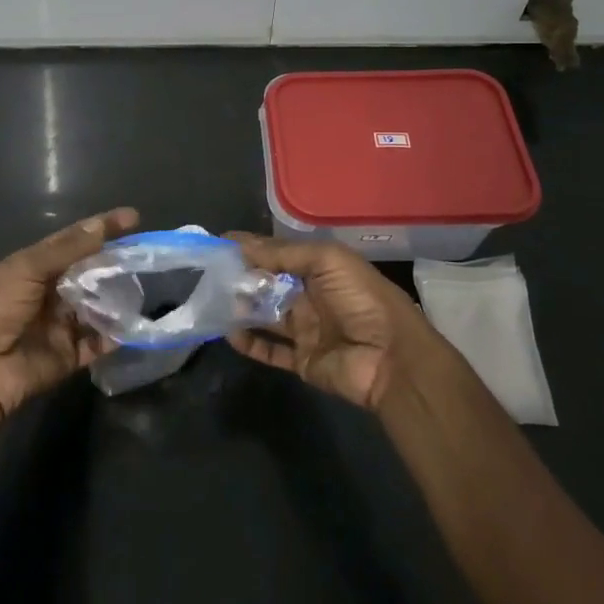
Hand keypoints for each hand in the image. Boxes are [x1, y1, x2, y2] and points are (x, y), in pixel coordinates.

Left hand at [0, 207, 138, 422]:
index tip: (134, 218)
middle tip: (147, 255)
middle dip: (116, 264)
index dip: (102, 227)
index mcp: (35, 266)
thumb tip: (101, 226)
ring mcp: (61, 325)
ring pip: (97, 307)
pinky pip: (98, 343)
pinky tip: (136, 324)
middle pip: (90, 273)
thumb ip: (67, 249)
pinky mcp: (68, 356)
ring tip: (147, 286)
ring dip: (118, 298)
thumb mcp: (26, 269)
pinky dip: (116, 336)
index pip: (74, 240)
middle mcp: (50, 292)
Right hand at [225, 235, 442, 411]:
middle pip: (269, 284)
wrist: (392, 359)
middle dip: (242, 278)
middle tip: (211, 275)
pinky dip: (249, 343)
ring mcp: (306, 330)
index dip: (252, 248)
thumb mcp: (327, 261)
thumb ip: (284, 253)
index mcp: (321, 269)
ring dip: (242, 309)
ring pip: (266, 316)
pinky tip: (229, 334)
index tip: (219, 243)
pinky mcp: (302, 360)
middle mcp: (312, 296)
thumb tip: (241, 243)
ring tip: (215, 302)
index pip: (280, 254)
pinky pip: (270, 350)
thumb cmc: (362, 299)